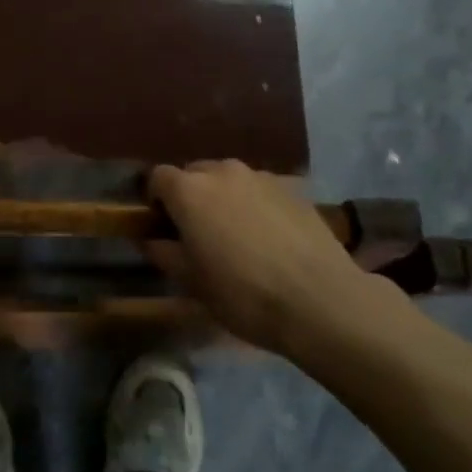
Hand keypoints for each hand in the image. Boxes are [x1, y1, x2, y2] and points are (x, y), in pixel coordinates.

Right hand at [146, 160, 401, 356]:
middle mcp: (221, 171)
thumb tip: (151, 239)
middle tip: (198, 232)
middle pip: (194, 173)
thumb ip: (164, 253)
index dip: (156, 199)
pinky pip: (260, 189)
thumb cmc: (244, 294)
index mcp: (189, 191)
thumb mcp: (193, 283)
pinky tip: (269, 236)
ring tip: (236, 233)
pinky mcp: (293, 187)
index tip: (162, 225)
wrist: (321, 299)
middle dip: (190, 196)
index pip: (158, 177)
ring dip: (224, 198)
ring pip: (229, 179)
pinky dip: (255, 204)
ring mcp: (260, 176)